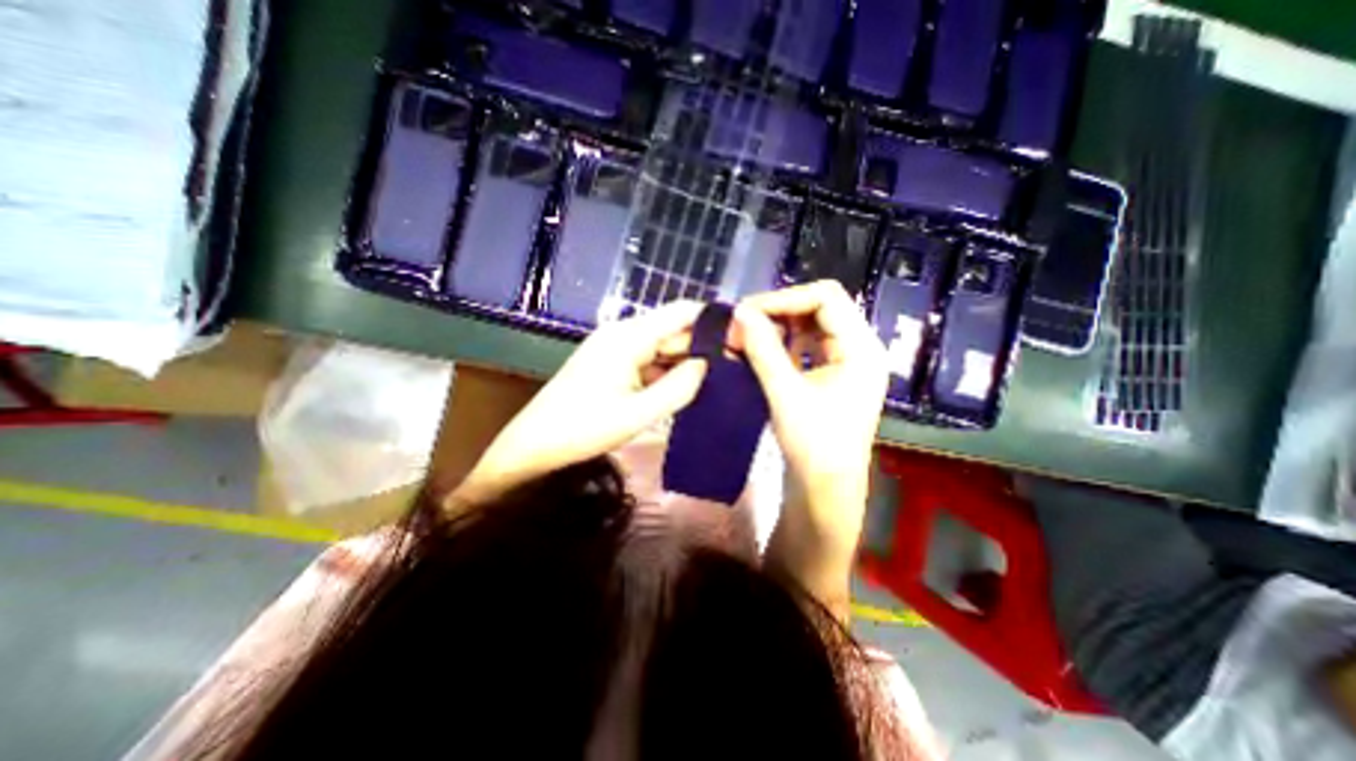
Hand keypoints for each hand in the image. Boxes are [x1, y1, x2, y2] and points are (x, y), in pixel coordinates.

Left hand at [454, 301, 711, 505]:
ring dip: (687, 363)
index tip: (741, 340)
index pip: (681, 313)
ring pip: (663, 348)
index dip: (713, 321)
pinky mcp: (613, 364)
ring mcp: (616, 349)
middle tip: (735, 370)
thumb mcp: (637, 414)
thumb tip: (707, 365)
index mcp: (628, 337)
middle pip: (673, 331)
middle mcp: (623, 334)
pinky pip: (649, 362)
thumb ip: (679, 388)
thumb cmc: (583, 429)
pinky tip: (686, 389)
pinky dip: (668, 373)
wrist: (534, 445)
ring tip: (718, 381)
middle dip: (703, 348)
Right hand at [730, 278, 891, 619]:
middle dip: (778, 311)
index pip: (827, 298)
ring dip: (778, 326)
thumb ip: (763, 349)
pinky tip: (759, 350)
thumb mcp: (786, 394)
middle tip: (741, 322)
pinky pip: (805, 345)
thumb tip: (739, 312)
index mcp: (861, 348)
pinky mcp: (830, 374)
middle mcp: (858, 348)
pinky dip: (781, 343)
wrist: (825, 489)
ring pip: (810, 325)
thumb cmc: (814, 445)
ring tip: (746, 335)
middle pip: (819, 308)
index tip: (746, 311)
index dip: (785, 298)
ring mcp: (845, 361)